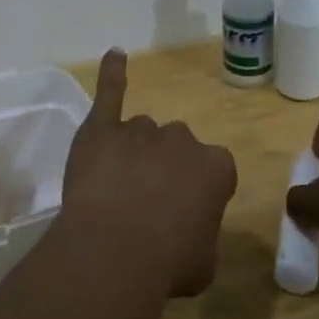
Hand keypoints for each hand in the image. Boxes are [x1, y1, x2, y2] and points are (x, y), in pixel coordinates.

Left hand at [61, 49, 237, 296]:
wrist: (115, 251)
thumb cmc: (167, 263)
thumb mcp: (203, 262)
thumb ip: (200, 235)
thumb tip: (187, 233)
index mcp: (216, 167)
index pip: (214, 171)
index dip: (197, 193)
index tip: (183, 215)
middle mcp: (182, 140)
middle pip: (175, 148)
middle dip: (164, 170)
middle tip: (147, 206)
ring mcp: (141, 130)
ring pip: (142, 133)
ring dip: (134, 154)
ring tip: (116, 189)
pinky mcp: (102, 128)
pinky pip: (110, 92)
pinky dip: (112, 74)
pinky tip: (114, 55)